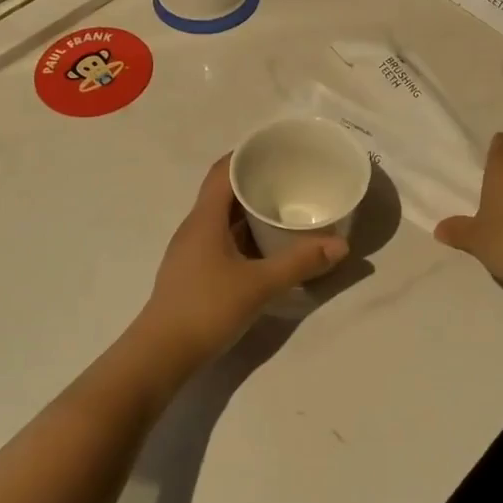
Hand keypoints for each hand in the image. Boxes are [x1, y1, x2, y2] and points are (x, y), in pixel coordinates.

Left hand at [135, 154, 347, 370]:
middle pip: (223, 191)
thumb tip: (340, 245)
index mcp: (204, 218)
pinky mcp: (194, 271)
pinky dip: (244, 234)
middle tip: (290, 177)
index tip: (276, 148)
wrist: (161, 354)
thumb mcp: (259, 285)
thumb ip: (300, 263)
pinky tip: (266, 246)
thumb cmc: (207, 308)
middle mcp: (195, 227)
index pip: (223, 170)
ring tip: (284, 207)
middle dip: (255, 180)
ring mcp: (191, 250)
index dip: (247, 154)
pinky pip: (221, 239)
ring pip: (223, 217)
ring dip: (249, 209)